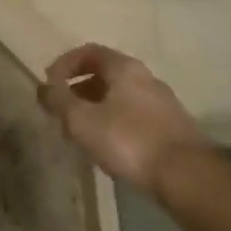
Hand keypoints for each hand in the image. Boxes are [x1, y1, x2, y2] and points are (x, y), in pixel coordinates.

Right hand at [40, 43, 207, 191]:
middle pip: (106, 74)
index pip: (89, 52)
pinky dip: (117, 124)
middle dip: (79, 89)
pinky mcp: (174, 130)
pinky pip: (136, 117)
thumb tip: (42, 87)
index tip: (50, 84)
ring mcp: (164, 104)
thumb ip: (58, 100)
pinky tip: (111, 148)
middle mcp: (147, 78)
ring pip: (121, 97)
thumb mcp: (81, 120)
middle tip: (63, 111)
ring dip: (97, 109)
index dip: (64, 64)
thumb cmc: (129, 140)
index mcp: (125, 68)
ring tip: (83, 133)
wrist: (188, 178)